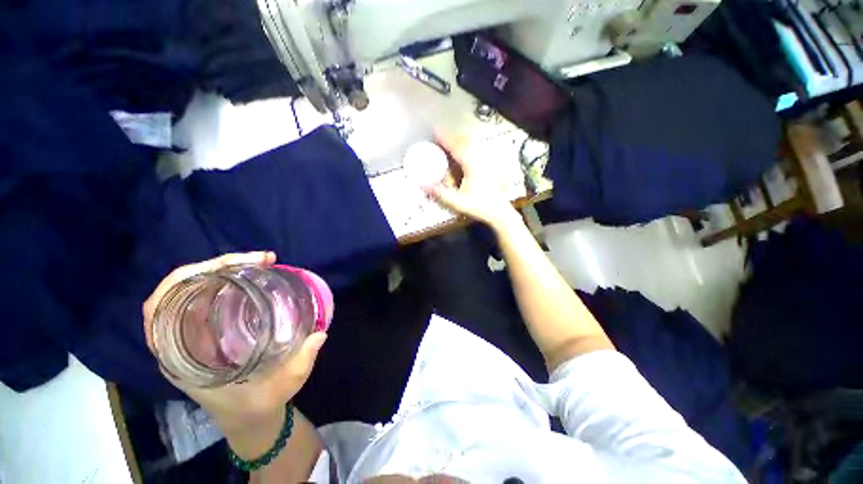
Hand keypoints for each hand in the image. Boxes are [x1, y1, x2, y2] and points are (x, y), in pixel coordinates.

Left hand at [142, 252, 327, 432]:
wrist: (248, 416)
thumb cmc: (257, 405)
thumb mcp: (282, 387)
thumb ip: (301, 362)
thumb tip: (320, 334)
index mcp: (184, 359)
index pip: (158, 311)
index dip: (184, 279)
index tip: (228, 267)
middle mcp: (181, 343)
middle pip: (176, 290)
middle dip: (213, 265)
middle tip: (260, 259)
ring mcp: (194, 336)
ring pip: (191, 290)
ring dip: (220, 269)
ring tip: (259, 262)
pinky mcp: (210, 331)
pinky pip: (207, 296)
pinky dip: (225, 279)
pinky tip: (251, 276)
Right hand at [423, 136, 519, 228]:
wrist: (499, 211)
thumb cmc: (480, 206)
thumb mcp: (457, 202)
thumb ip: (440, 193)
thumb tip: (424, 185)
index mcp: (472, 165)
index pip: (456, 147)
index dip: (445, 138)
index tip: (435, 131)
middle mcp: (481, 160)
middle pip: (465, 141)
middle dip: (451, 137)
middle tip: (440, 135)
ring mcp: (487, 162)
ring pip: (472, 144)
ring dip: (460, 140)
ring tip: (450, 141)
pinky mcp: (490, 166)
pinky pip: (477, 151)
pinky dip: (468, 147)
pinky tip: (464, 152)